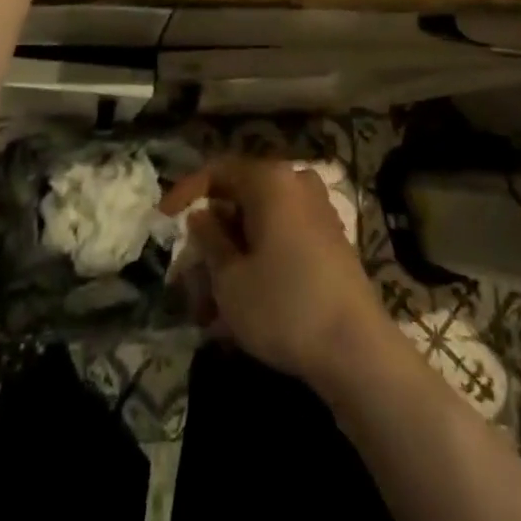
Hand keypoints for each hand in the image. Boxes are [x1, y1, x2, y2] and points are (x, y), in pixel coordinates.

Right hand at [182, 158, 387, 386]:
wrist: (357, 351)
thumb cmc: (284, 306)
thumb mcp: (230, 278)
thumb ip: (210, 239)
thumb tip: (202, 216)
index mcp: (271, 179)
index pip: (218, 170)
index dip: (186, 191)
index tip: (162, 217)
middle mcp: (296, 184)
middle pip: (240, 200)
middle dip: (210, 238)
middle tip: (187, 274)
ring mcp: (317, 213)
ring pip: (260, 226)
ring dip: (231, 258)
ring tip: (208, 307)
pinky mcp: (330, 244)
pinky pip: (282, 242)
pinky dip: (257, 265)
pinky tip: (240, 308)